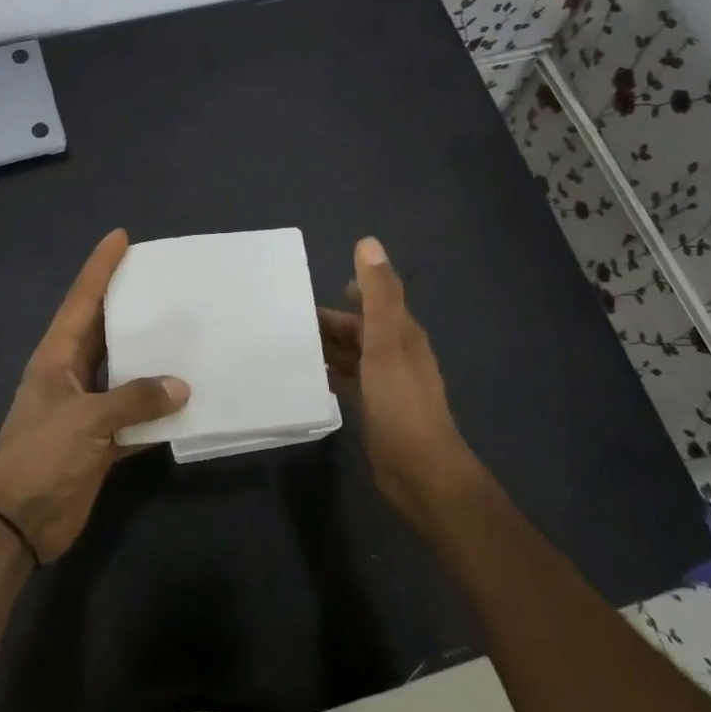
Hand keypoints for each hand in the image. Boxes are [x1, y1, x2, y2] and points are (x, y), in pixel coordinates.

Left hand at [0, 230, 189, 562]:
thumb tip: (182, 386)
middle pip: (106, 331)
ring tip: (189, 333)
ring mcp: (88, 409)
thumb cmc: (40, 456)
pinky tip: (189, 401)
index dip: (100, 268)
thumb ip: (134, 400)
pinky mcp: (102, 441)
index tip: (121, 237)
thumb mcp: (85, 420)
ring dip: (152, 360)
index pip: (82, 301)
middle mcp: (73, 375)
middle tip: (167, 281)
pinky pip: (137, 417)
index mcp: (57, 357)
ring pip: (126, 373)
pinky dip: (159, 412)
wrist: (18, 522)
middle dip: (132, 306)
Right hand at [318, 237, 479, 528]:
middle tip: (290, 320)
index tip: (319, 285)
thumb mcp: (387, 341)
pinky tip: (309, 377)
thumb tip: (368, 242)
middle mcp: (396, 355)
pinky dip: (331, 374)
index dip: (353, 290)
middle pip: (360, 329)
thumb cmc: (401, 401)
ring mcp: (386, 385)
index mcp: (402, 334)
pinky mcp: (375, 410)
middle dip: (331, 322)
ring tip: (292, 345)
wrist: (420, 470)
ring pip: (353, 356)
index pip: (375, 302)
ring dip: (328, 347)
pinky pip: (349, 382)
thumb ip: (378, 293)